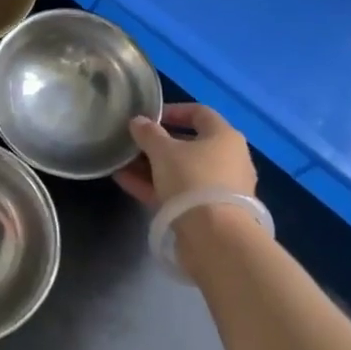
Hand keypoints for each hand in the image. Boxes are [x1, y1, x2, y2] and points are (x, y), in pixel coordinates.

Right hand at [114, 103, 256, 207]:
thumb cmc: (193, 180)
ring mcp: (219, 189)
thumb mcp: (164, 152)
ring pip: (181, 171)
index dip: (174, 111)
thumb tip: (138, 121)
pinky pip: (178, 193)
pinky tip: (125, 182)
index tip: (149, 116)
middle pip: (189, 144)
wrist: (215, 238)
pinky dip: (154, 186)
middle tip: (133, 143)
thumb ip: (148, 133)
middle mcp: (228, 160)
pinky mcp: (208, 213)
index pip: (200, 113)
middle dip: (158, 143)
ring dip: (152, 166)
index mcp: (225, 137)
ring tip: (122, 163)